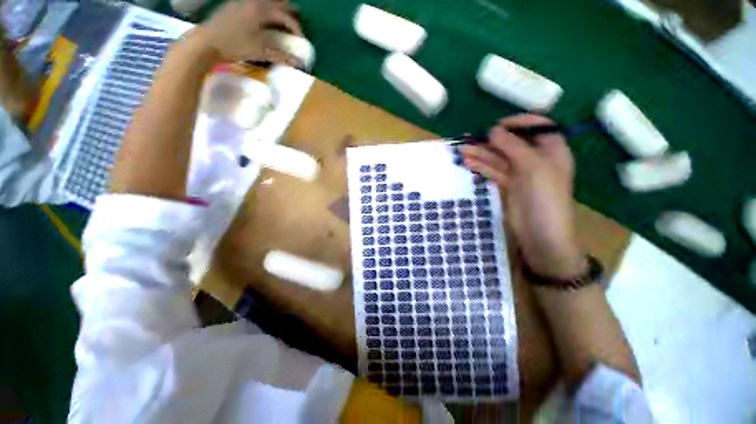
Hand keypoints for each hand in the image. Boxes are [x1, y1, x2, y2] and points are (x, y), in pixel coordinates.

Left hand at [187, 0, 302, 64]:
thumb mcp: (260, 52)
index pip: (285, 16)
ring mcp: (241, 2)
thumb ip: (280, 56)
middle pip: (276, 2)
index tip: (301, 40)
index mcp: (260, 10)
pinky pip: (254, 3)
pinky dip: (264, 7)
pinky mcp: (233, 6)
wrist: (206, 42)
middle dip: (289, 10)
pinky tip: (263, 16)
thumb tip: (298, 63)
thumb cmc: (234, 46)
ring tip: (282, 16)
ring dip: (276, 7)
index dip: (296, 28)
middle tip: (297, 17)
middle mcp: (252, 1)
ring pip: (265, 1)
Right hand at [459, 114, 586, 277]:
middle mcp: (536, 159)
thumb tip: (493, 130)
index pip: (537, 127)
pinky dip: (481, 167)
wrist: (540, 235)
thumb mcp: (533, 167)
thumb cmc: (544, 198)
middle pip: (512, 143)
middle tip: (470, 139)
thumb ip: (513, 146)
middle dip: (491, 141)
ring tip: (462, 151)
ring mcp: (520, 173)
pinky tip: (468, 163)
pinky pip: (493, 171)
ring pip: (499, 158)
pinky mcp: (507, 185)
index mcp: (552, 150)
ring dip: (481, 154)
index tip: (497, 126)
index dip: (518, 122)